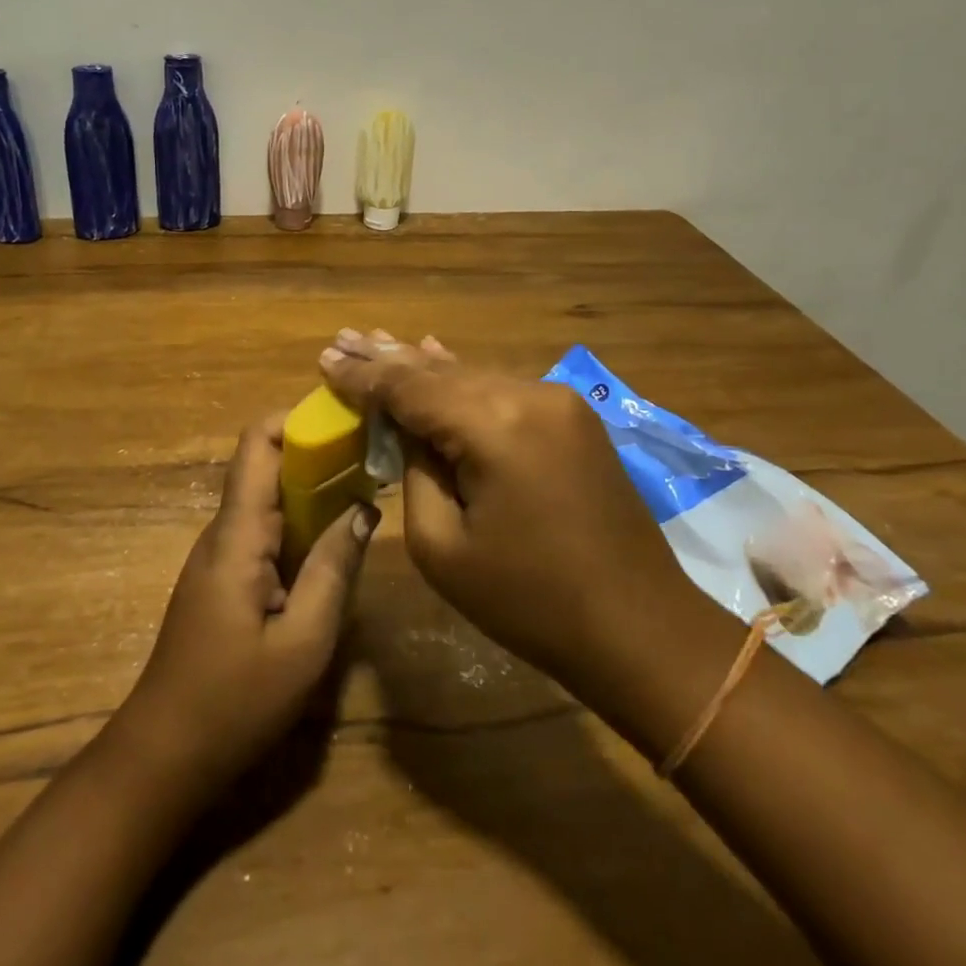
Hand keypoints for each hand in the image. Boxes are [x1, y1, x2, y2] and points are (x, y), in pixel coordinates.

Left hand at [112, 411, 377, 795]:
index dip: (298, 419)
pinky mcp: (225, 579)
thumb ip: (335, 569)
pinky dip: (303, 525)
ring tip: (368, 492)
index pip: (256, 444)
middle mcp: (223, 532)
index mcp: (237, 535)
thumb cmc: (234, 702)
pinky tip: (337, 542)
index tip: (348, 419)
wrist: (163, 756)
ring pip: (270, 500)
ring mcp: (221, 556)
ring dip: (314, 489)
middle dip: (319, 453)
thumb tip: (364, 508)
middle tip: (375, 458)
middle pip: (267, 466)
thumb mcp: (303, 643)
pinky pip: (266, 532)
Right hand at [318, 330, 697, 689]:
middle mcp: (528, 394)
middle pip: (441, 371)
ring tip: (377, 342)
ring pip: (472, 376)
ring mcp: (558, 401)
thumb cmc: (530, 602)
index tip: (325, 359)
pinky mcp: (573, 417)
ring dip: (424, 366)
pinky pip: (502, 390)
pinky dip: (463, 380)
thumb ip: (415, 473)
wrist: (640, 626)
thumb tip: (410, 431)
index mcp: (494, 425)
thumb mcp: (443, 547)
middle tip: (343, 338)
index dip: (364, 376)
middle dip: (389, 359)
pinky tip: (436, 353)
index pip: (410, 387)